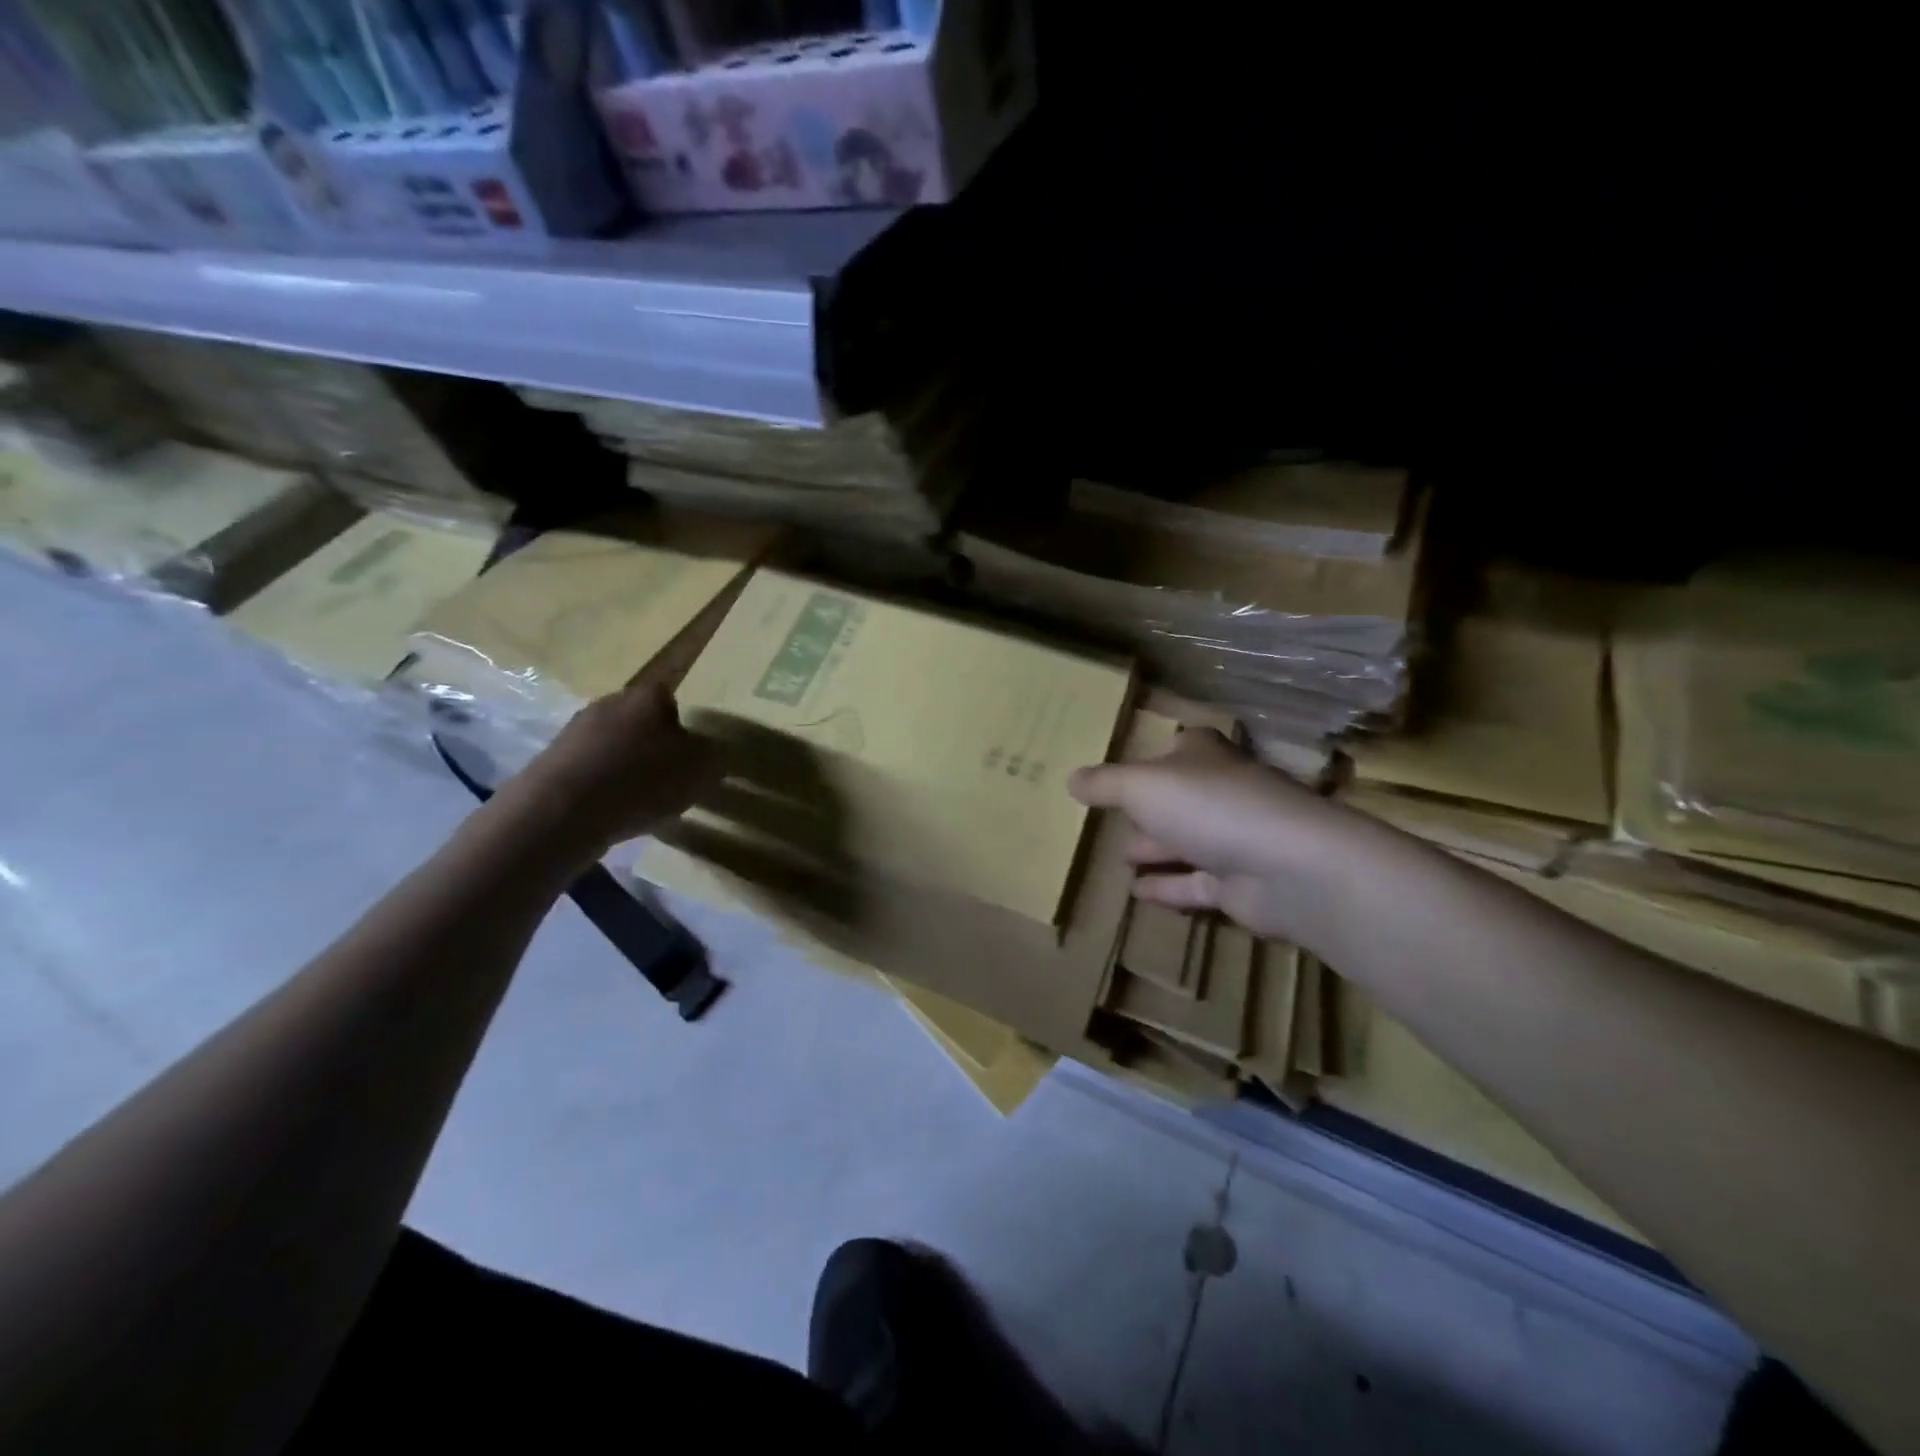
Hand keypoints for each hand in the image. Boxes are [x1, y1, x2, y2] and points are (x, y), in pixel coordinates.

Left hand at [494, 680, 716, 859]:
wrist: (562, 810)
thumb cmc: (642, 780)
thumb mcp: (699, 769)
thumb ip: (710, 756)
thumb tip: (708, 752)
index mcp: (648, 696)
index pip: (672, 701)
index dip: (683, 729)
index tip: (688, 757)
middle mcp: (610, 702)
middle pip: (639, 721)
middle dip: (652, 745)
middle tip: (666, 778)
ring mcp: (575, 729)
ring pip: (612, 744)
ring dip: (624, 765)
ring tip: (637, 800)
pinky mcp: (551, 759)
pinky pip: (589, 767)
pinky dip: (600, 784)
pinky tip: (608, 809)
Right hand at [1067, 727, 1349, 941]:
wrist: (1288, 867)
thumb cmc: (1209, 807)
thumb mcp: (1141, 786)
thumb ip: (1105, 783)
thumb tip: (1071, 779)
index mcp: (1204, 757)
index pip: (1182, 745)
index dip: (1157, 753)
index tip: (1129, 766)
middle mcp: (1223, 792)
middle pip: (1182, 797)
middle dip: (1150, 807)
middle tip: (1114, 818)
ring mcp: (1236, 840)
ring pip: (1188, 842)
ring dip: (1156, 849)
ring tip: (1119, 858)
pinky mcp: (1241, 885)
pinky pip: (1195, 884)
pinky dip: (1167, 887)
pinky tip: (1136, 894)